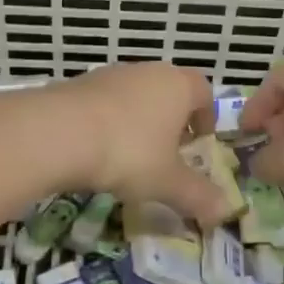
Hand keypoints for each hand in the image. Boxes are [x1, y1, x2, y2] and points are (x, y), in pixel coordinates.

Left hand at [44, 63, 228, 226]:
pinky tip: (97, 150)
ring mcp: (110, 74)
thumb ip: (198, 195)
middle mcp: (147, 71)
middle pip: (168, 91)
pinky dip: (108, 122)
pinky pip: (104, 102)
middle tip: (168, 154)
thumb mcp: (167, 181)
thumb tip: (225, 212)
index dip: (206, 117)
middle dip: (172, 121)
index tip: (199, 145)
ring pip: (135, 95)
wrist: (58, 132)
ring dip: (138, 121)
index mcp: (177, 86)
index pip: (204, 91)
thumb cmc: (128, 152)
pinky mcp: (78, 84)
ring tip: (130, 156)